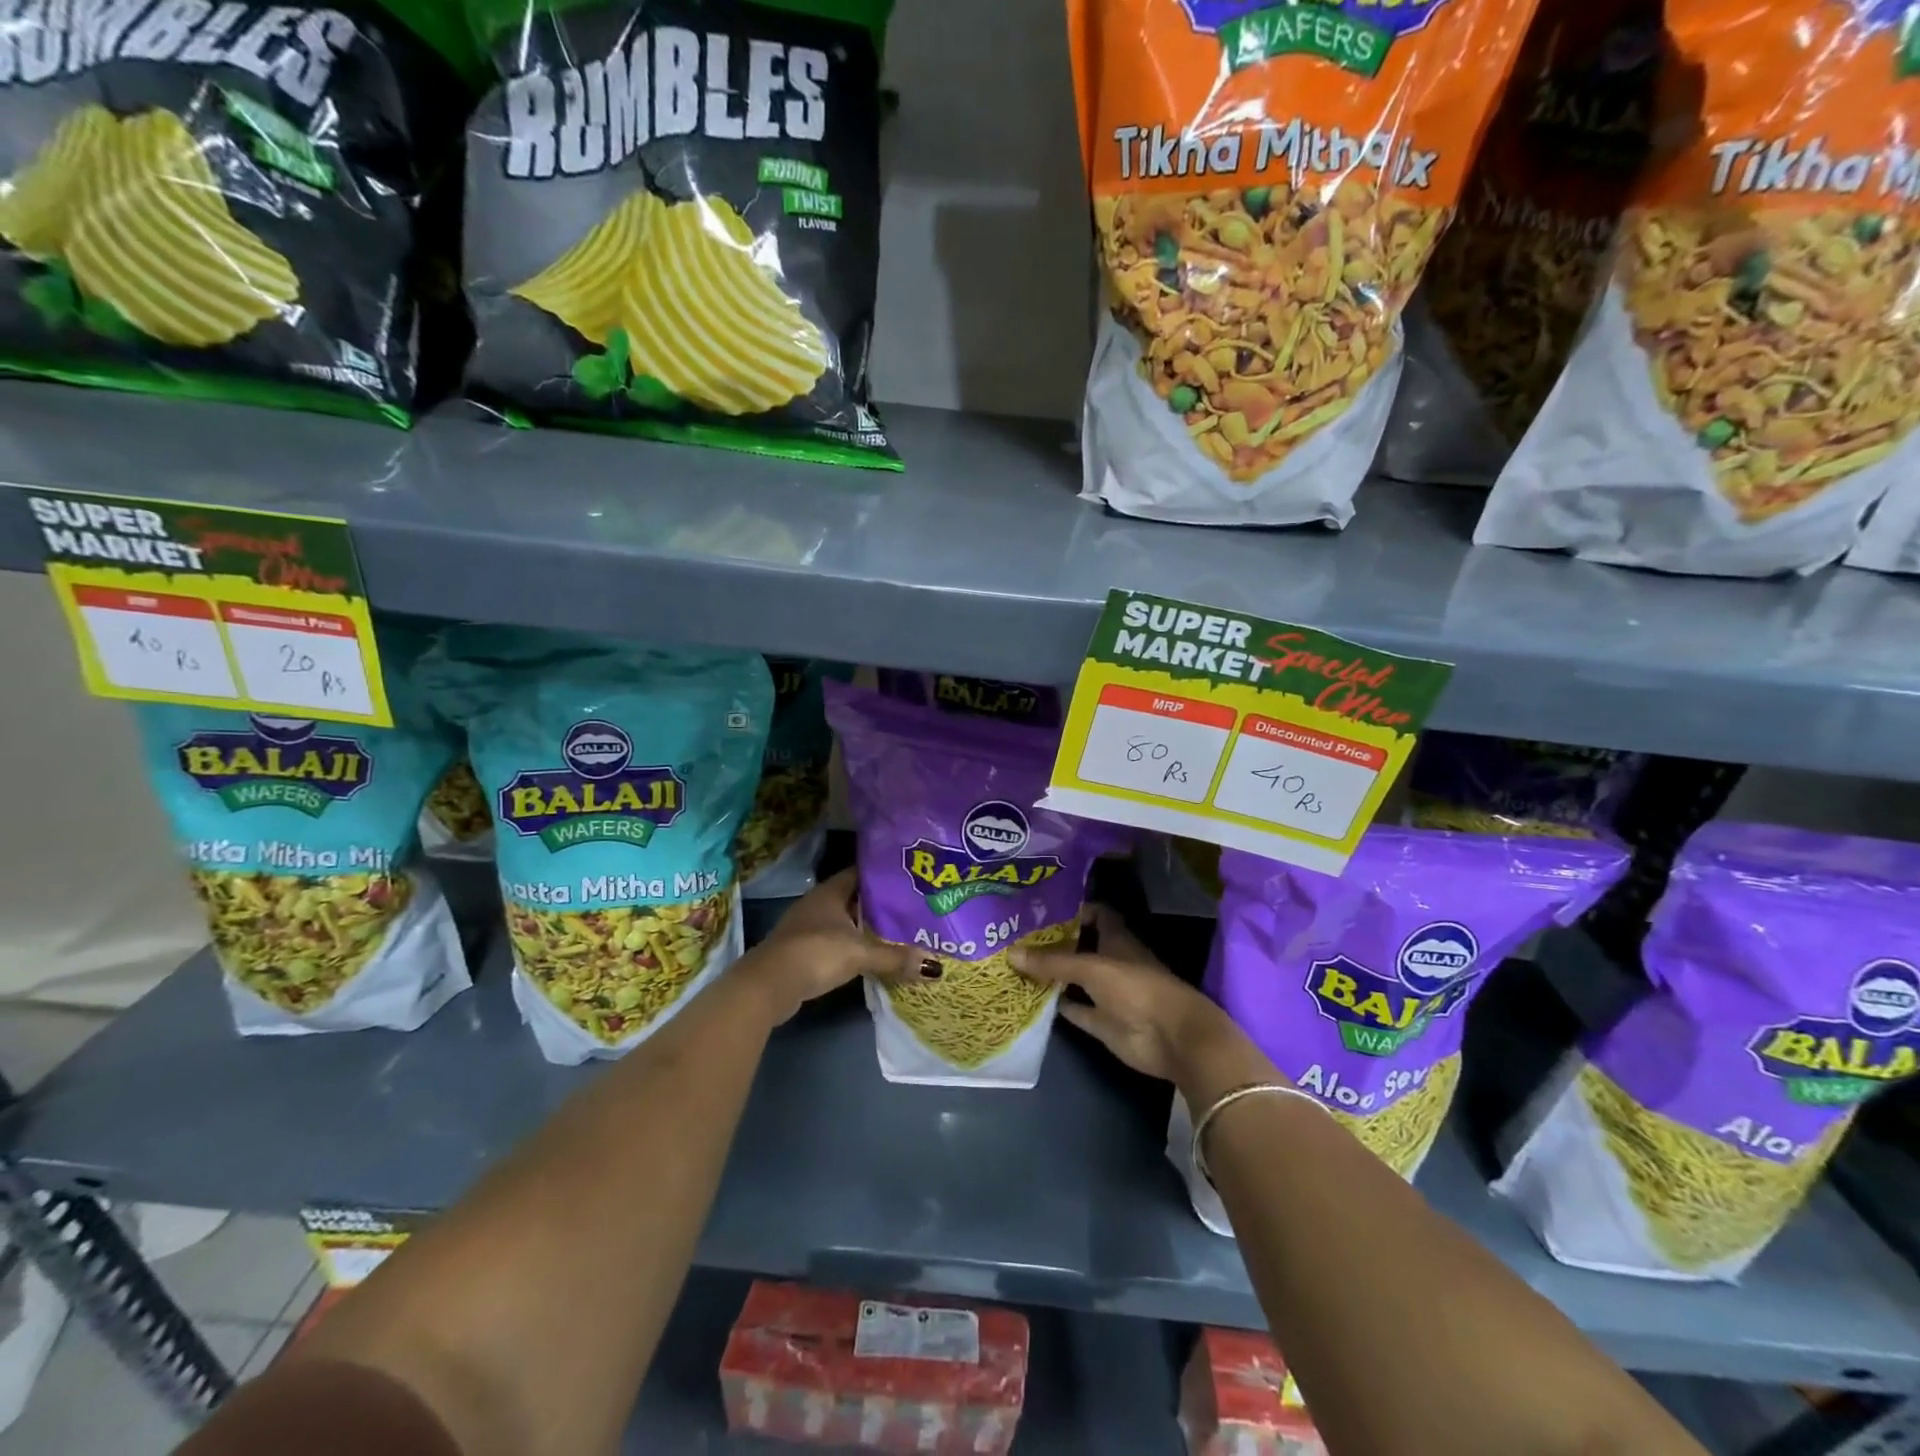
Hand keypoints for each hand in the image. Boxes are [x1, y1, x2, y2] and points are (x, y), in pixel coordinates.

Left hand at [735, 869, 914, 1024]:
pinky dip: (851, 945)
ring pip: (843, 920)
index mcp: (830, 892)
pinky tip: (869, 955)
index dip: (882, 874)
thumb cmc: (816, 953)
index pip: (860, 873)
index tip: (907, 878)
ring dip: (864, 926)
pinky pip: (835, 940)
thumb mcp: (860, 954)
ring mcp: (807, 927)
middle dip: (878, 902)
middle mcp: (817, 903)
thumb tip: (935, 966)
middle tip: (910, 907)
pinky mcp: (802, 950)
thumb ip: (896, 957)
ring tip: (896, 931)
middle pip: (853, 897)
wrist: (769, 985)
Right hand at [1013, 906, 1246, 1085]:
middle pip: (1080, 947)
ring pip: (1075, 979)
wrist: (1170, 1037)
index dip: (1073, 909)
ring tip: (1015, 963)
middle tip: (1016, 935)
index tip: (1041, 908)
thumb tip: (1011, 953)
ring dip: (1052, 974)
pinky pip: (1075, 1009)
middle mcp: (1111, 962)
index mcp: (1116, 939)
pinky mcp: (1102, 1021)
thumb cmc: (1136, 988)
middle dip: (1054, 942)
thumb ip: (1053, 961)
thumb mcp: (1092, 968)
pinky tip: (1030, 999)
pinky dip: (1057, 1005)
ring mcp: (1107, 993)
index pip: (1095, 914)